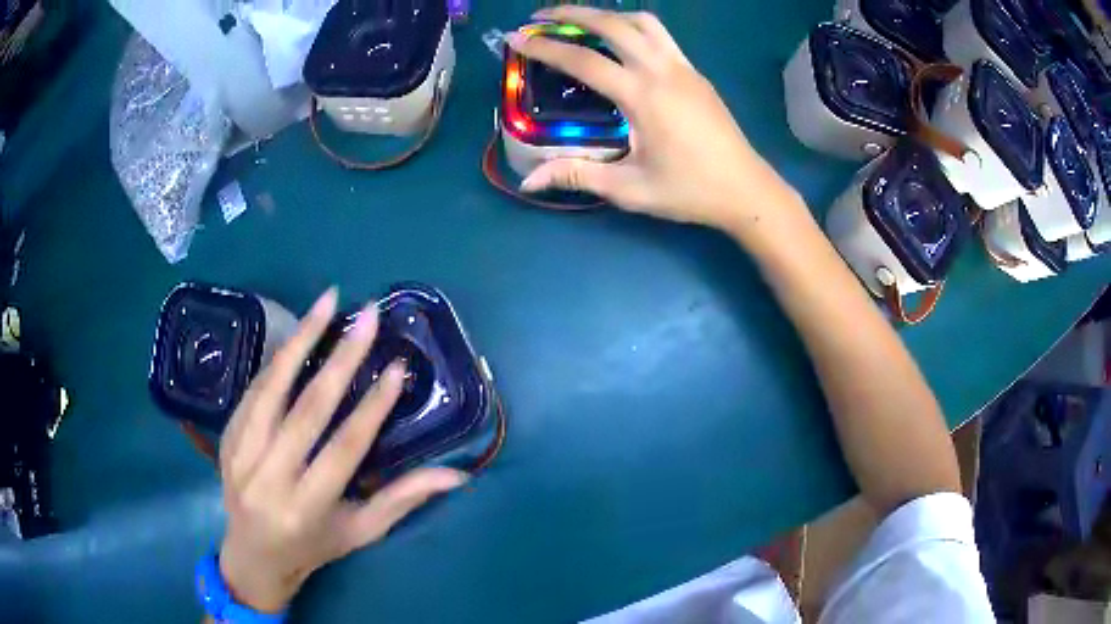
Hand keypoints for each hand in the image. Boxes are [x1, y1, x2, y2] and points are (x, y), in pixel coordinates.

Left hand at [215, 288, 467, 613]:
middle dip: (340, 358)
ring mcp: (241, 454)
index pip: (343, 449)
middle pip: (306, 410)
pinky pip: (253, 390)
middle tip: (366, 317)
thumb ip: (403, 500)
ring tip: (327, 302)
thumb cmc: (314, 547)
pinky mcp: (227, 438)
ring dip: (300, 340)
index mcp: (307, 507)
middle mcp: (269, 478)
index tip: (397, 368)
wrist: (253, 557)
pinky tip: (297, 333)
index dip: (372, 408)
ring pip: (271, 388)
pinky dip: (276, 359)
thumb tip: (457, 475)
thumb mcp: (361, 531)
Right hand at [509, 6, 801, 230]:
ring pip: (643, 21)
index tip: (515, 39)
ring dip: (608, 15)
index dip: (545, 47)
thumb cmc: (690, 191)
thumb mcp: (630, 189)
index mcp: (644, 97)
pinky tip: (621, 44)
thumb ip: (578, 176)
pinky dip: (633, 27)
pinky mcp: (696, 73)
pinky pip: (661, 36)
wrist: (746, 190)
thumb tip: (529, 181)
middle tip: (540, 18)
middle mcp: (663, 71)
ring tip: (582, 23)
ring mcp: (684, 68)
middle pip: (613, 24)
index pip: (584, 61)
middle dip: (572, 13)